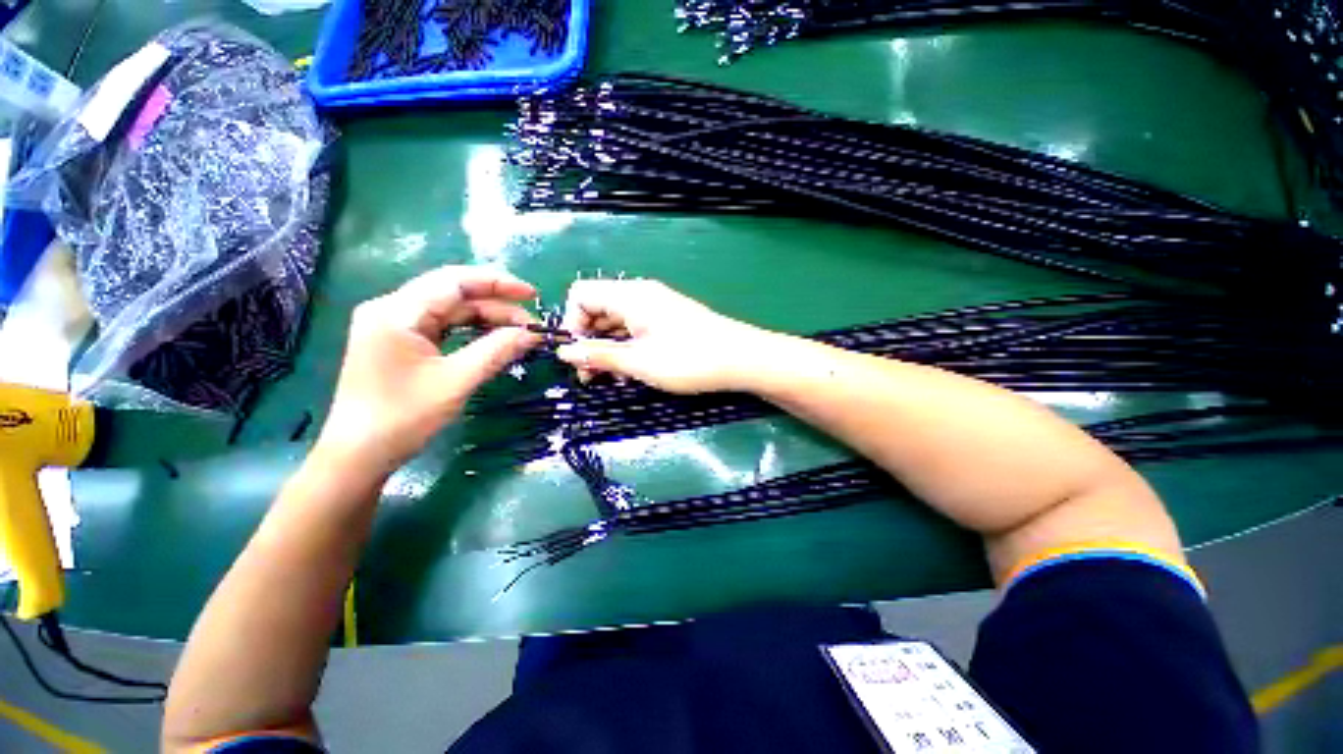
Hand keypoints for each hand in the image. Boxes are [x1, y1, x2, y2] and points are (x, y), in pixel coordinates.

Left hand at [317, 266, 538, 473]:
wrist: (359, 455)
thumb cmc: (404, 417)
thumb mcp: (457, 381)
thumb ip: (497, 350)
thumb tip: (533, 333)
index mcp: (398, 312)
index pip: (455, 281)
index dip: (498, 283)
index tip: (533, 295)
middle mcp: (392, 309)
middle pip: (454, 294)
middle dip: (497, 305)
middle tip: (532, 323)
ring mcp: (394, 325)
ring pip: (451, 310)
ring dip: (487, 319)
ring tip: (520, 332)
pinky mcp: (400, 342)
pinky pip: (443, 326)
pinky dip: (472, 331)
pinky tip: (495, 339)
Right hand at [555, 279, 769, 393]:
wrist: (741, 359)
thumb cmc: (688, 360)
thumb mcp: (639, 362)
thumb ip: (599, 355)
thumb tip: (564, 353)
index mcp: (629, 295)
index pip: (581, 295)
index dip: (573, 324)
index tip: (580, 355)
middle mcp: (640, 294)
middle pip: (599, 309)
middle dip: (590, 341)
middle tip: (592, 376)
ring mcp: (656, 306)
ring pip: (617, 321)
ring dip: (609, 348)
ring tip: (613, 378)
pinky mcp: (668, 319)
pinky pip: (636, 328)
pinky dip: (628, 347)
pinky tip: (632, 370)